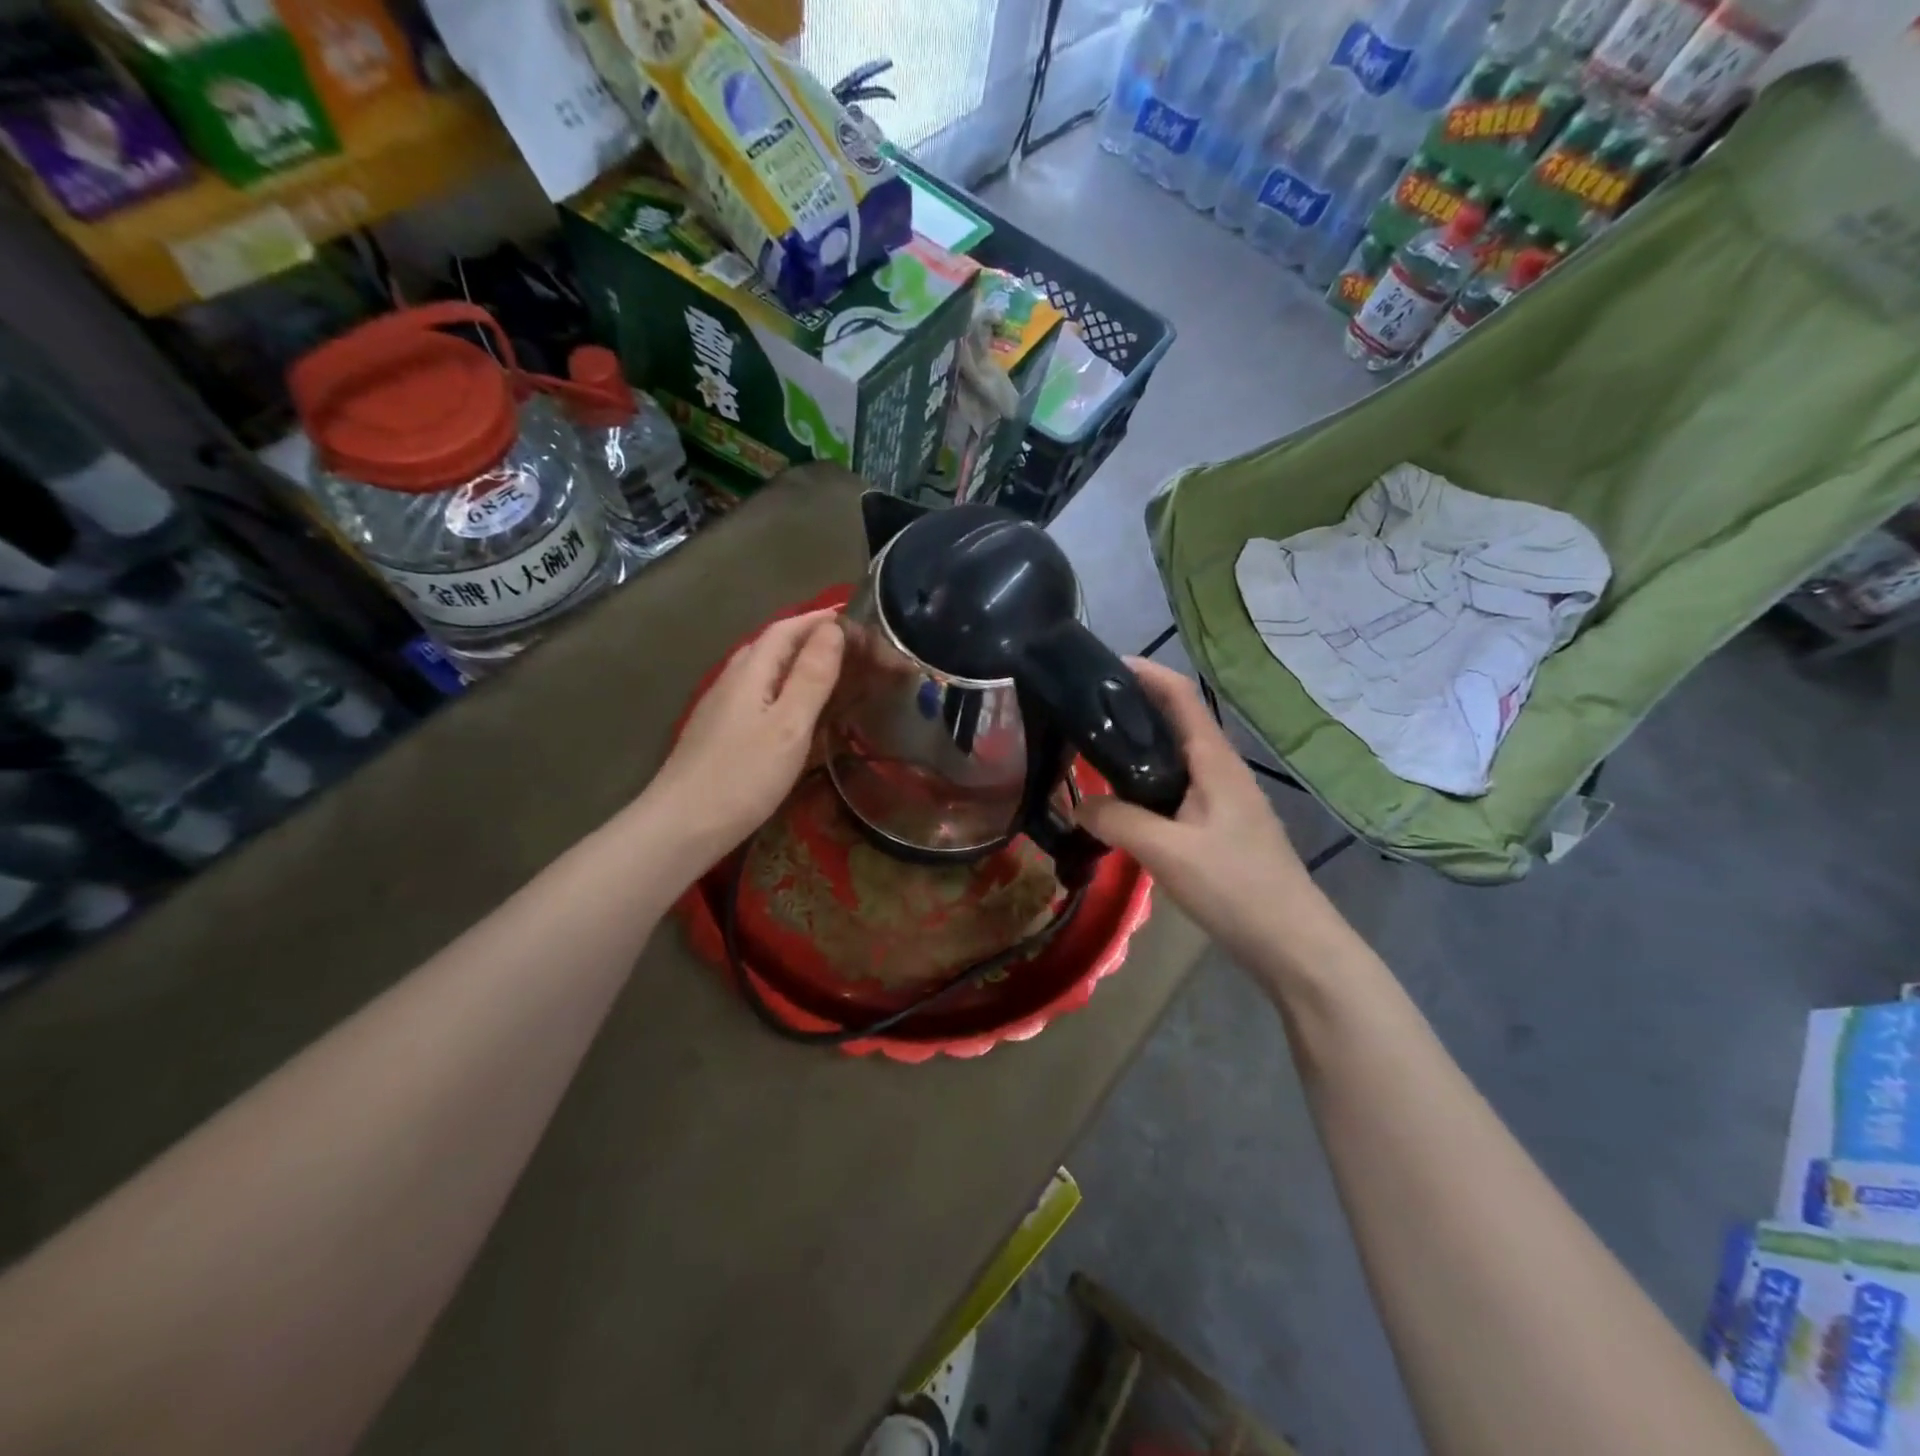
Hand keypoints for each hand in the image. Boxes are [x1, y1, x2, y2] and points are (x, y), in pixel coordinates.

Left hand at [646, 608, 844, 858]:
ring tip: (827, 671)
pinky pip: (756, 694)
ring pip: (762, 671)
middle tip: (846, 644)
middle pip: (770, 646)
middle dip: (807, 636)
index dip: (817, 619)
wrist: (683, 825)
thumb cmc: (743, 776)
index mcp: (750, 672)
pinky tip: (793, 710)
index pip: (785, 629)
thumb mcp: (789, 726)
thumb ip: (812, 677)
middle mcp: (732, 680)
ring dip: (794, 662)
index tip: (851, 614)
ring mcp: (721, 707)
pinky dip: (782, 688)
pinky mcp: (719, 732)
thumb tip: (832, 629)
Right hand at [1077, 660, 1316, 967]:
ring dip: (1136, 748)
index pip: (1180, 696)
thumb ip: (1118, 821)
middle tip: (1079, 712)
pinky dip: (1143, 784)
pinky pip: (1174, 791)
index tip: (1098, 666)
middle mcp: (1220, 770)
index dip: (1144, 673)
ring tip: (1089, 751)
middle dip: (1131, 708)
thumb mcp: (1168, 852)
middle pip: (1174, 722)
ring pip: (1172, 759)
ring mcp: (1222, 801)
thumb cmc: (1237, 888)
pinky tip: (1119, 803)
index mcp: (1215, 761)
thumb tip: (1077, 804)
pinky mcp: (1218, 828)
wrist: (1294, 945)